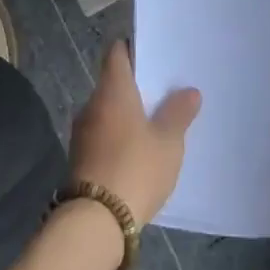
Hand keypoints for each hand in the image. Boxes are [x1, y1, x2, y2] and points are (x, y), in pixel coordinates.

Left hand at [70, 41, 200, 225]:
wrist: (95, 222)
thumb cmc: (135, 168)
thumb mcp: (168, 141)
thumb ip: (178, 113)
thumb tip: (189, 92)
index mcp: (113, 90)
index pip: (117, 53)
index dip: (133, 48)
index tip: (153, 52)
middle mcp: (92, 104)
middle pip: (113, 82)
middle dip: (135, 85)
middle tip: (164, 90)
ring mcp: (82, 132)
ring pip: (108, 110)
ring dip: (127, 113)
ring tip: (155, 121)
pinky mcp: (80, 158)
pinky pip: (103, 134)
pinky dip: (119, 135)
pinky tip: (138, 150)